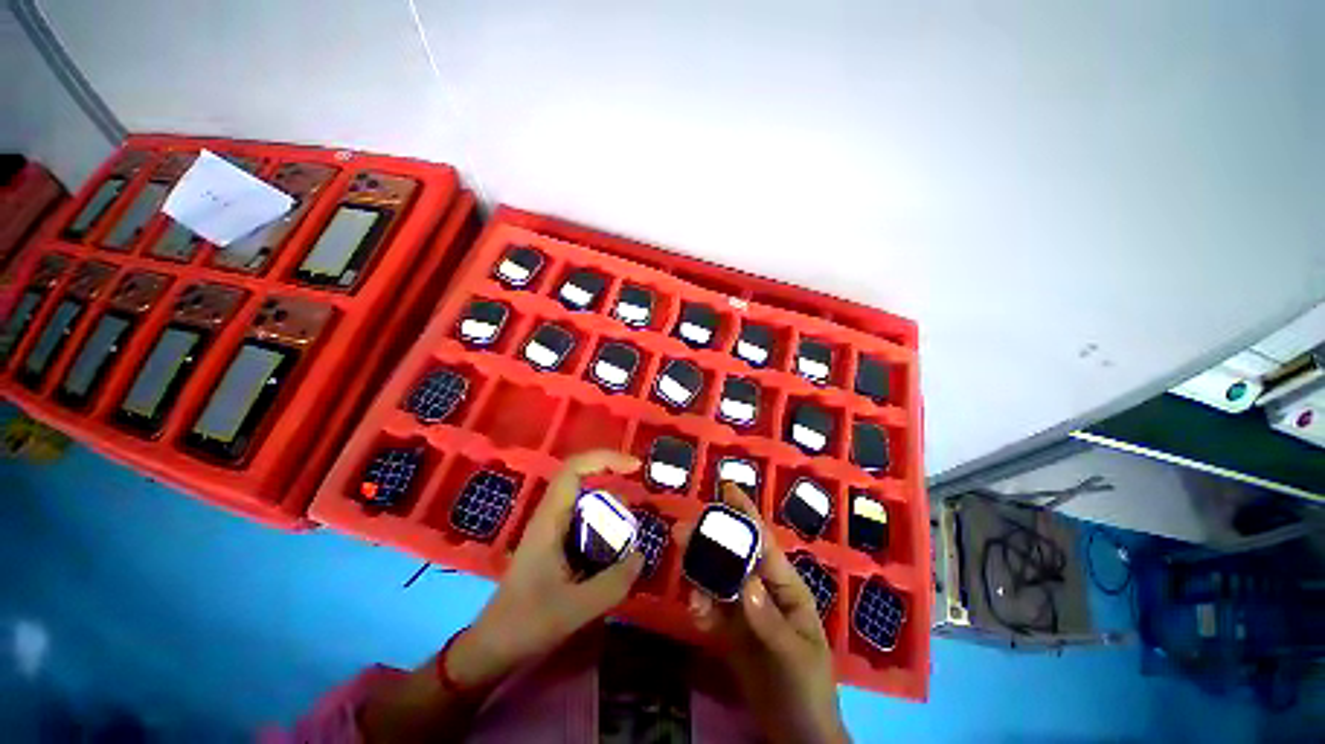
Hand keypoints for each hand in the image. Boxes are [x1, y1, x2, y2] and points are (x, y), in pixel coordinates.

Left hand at [447, 450, 645, 686]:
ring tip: (633, 537)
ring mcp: (554, 531)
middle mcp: (552, 517)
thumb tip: (640, 555)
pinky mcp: (558, 547)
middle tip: (640, 513)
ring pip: (589, 506)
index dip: (605, 459)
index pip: (574, 469)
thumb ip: (613, 583)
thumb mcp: (574, 609)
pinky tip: (619, 555)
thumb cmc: (525, 624)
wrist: (491, 649)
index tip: (635, 467)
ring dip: (613, 513)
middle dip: (616, 491)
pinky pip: (588, 526)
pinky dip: (607, 531)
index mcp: (549, 520)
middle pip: (587, 484)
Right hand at [684, 482, 848, 743]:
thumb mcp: (795, 655)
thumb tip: (744, 583)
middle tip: (682, 531)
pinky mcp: (729, 630)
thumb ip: (769, 619)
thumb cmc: (807, 687)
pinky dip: (700, 607)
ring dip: (699, 573)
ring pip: (717, 578)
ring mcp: (744, 609)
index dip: (746, 512)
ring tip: (685, 575)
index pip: (763, 541)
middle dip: (710, 540)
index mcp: (785, 585)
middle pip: (733, 554)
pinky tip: (696, 615)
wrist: (795, 733)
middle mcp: (762, 589)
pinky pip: (710, 609)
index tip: (726, 487)